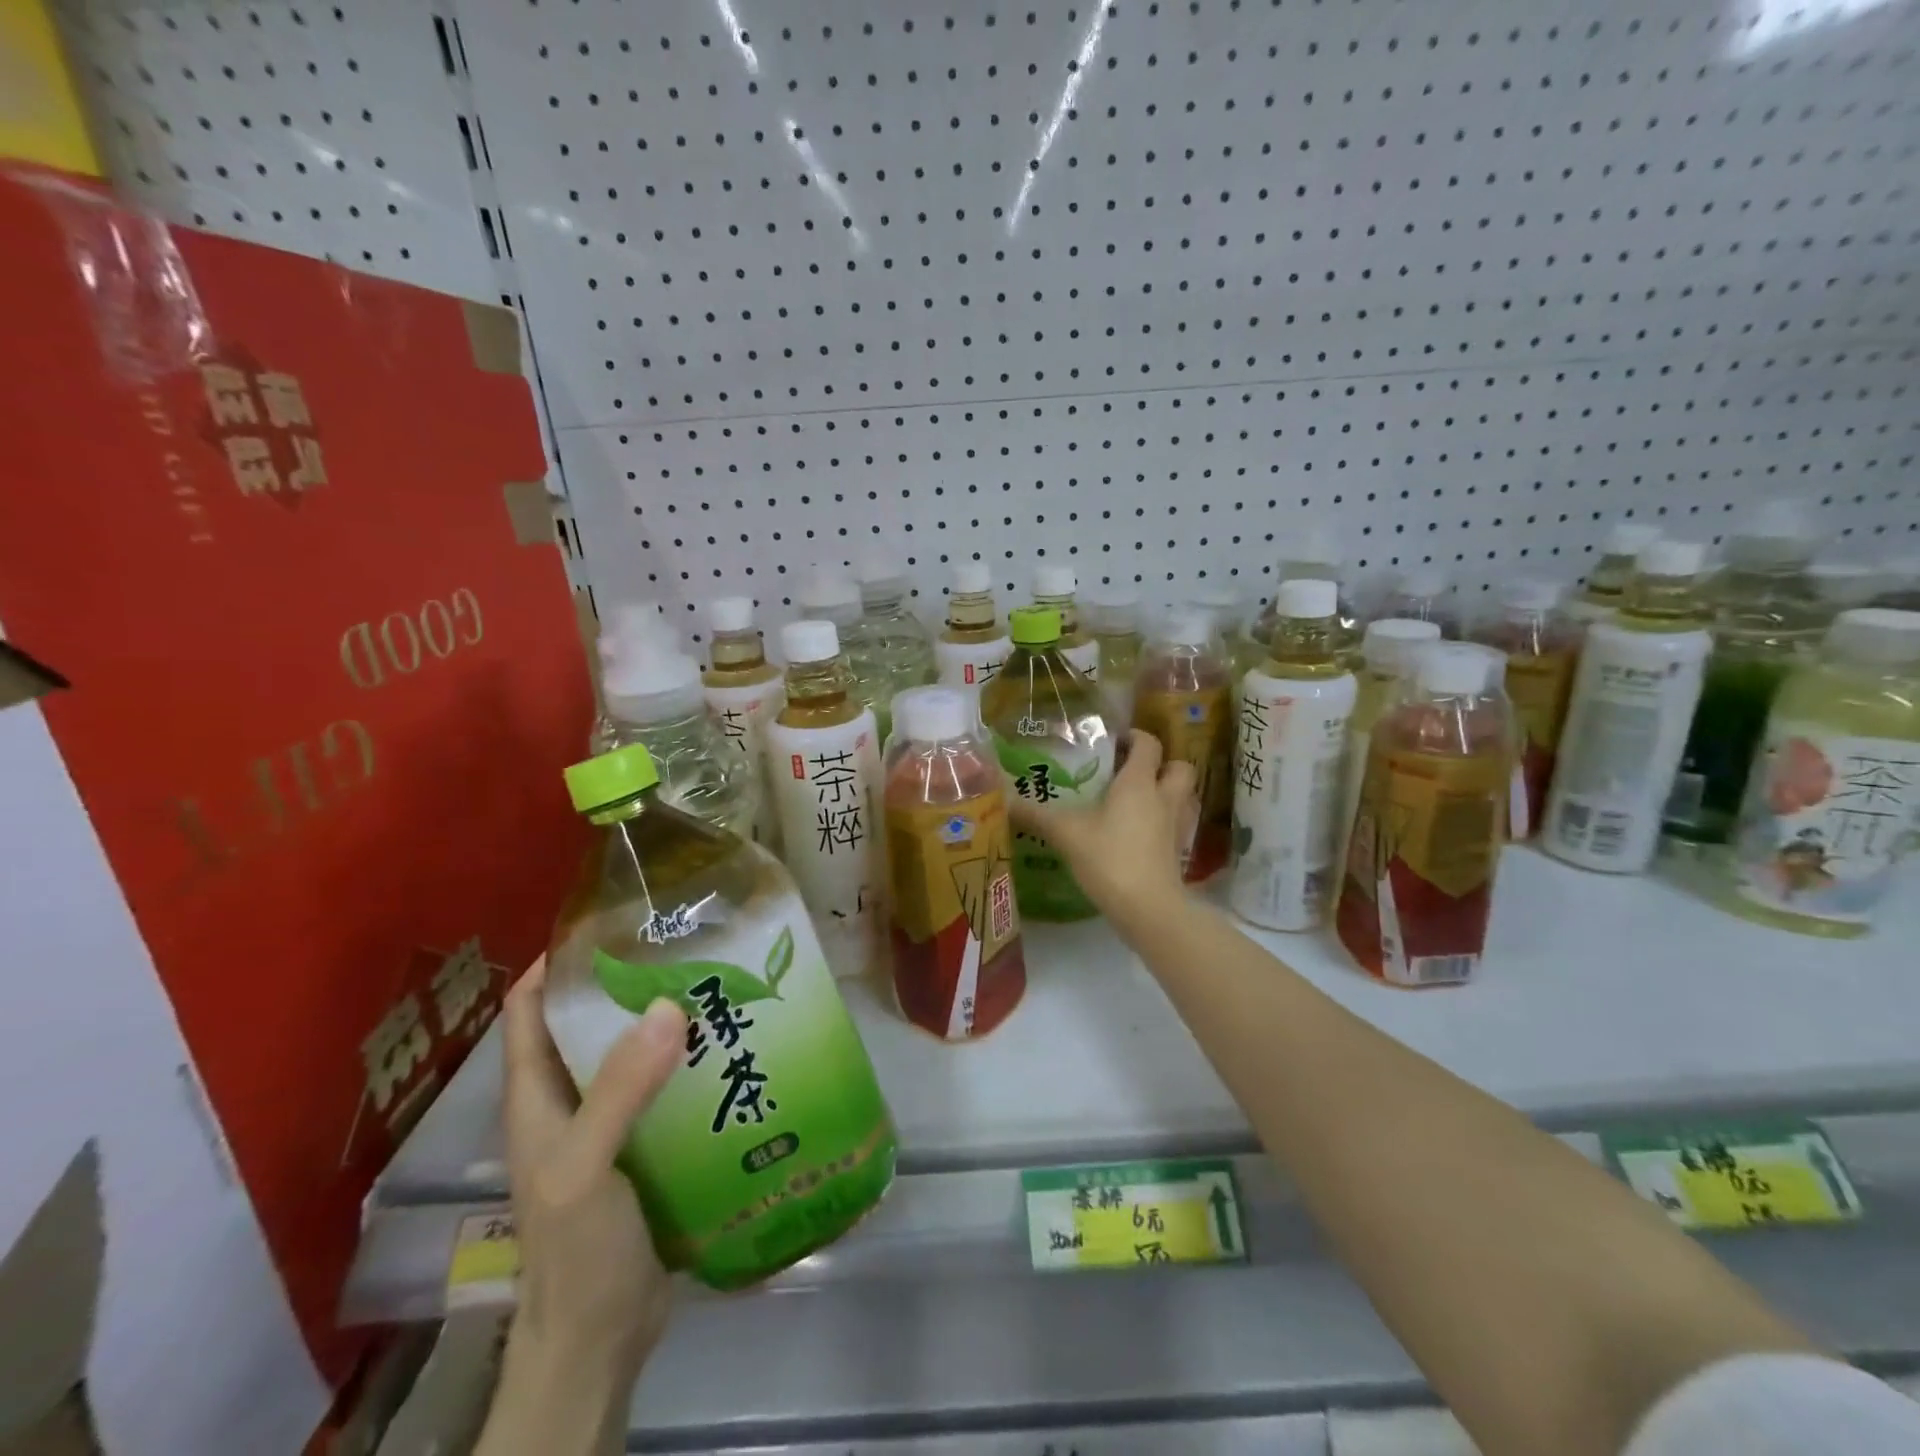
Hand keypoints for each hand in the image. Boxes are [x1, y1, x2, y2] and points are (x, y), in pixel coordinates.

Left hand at [497, 958, 684, 1394]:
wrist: (599, 1341)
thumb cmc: (575, 1252)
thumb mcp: (584, 1168)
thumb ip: (620, 1090)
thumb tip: (668, 1005)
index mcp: (537, 1096)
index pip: (529, 1008)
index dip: (556, 961)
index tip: (610, 923)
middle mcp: (570, 1100)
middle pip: (591, 1022)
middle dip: (630, 982)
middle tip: (686, 947)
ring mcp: (609, 1124)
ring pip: (635, 1054)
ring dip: (669, 1022)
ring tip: (719, 985)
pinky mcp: (647, 1146)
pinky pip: (667, 1088)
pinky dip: (692, 1063)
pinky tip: (733, 1050)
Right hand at [1006, 729, 1196, 935]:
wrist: (1148, 908)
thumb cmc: (1109, 858)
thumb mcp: (1066, 834)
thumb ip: (1036, 816)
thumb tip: (1005, 802)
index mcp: (1138, 783)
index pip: (1147, 744)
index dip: (1134, 737)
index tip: (1114, 741)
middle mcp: (1164, 797)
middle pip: (1179, 766)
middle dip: (1162, 763)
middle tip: (1132, 771)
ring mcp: (1176, 826)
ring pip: (1184, 796)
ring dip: (1168, 791)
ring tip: (1139, 800)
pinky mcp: (1178, 852)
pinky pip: (1178, 824)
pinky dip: (1165, 821)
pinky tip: (1142, 833)